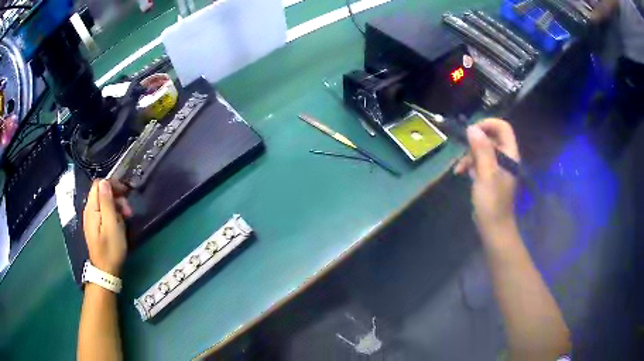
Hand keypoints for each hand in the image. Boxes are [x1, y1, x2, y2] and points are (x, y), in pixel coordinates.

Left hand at [83, 179, 129, 275]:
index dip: (112, 184)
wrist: (106, 271)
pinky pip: (104, 211)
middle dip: (116, 196)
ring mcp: (92, 218)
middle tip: (128, 209)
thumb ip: (107, 202)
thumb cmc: (110, 249)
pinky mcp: (96, 226)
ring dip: (116, 205)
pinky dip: (113, 213)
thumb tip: (104, 182)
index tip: (125, 193)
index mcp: (91, 208)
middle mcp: (89, 210)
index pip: (99, 184)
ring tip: (127, 217)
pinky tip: (120, 222)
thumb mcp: (111, 225)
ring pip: (103, 202)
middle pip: (101, 192)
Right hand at [454, 118, 519, 242]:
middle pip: (491, 138)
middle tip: (463, 152)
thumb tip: (472, 128)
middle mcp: (505, 158)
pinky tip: (461, 173)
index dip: (488, 124)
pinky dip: (470, 165)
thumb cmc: (492, 202)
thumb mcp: (486, 174)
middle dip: (475, 142)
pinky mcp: (490, 177)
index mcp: (509, 155)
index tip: (472, 131)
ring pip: (483, 150)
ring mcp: (498, 168)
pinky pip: (480, 162)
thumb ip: (481, 150)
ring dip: (469, 155)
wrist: (493, 228)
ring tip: (459, 168)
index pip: (503, 128)